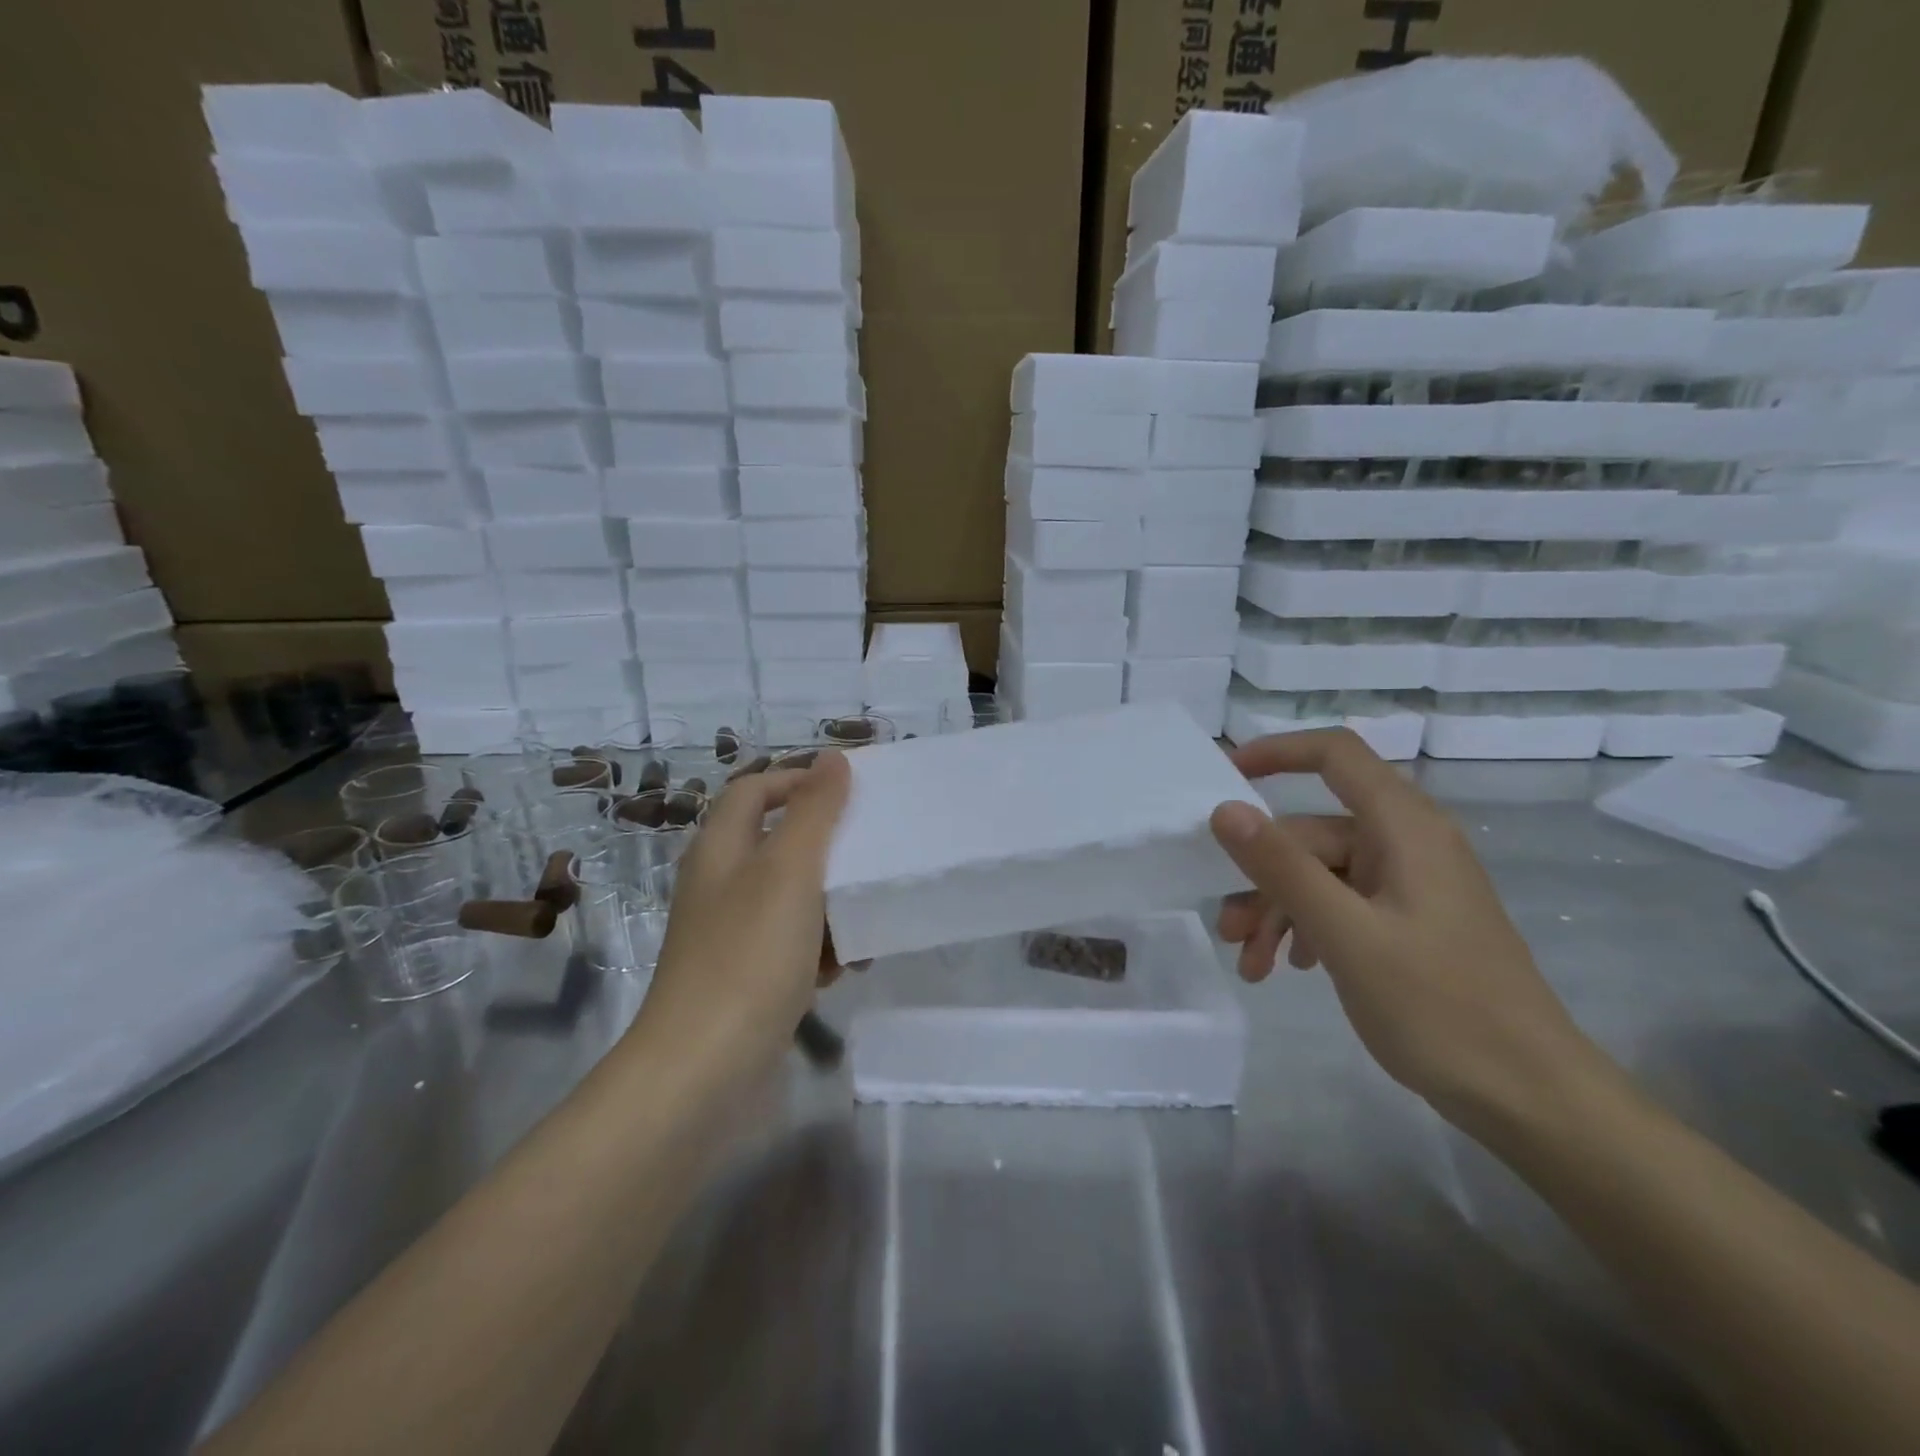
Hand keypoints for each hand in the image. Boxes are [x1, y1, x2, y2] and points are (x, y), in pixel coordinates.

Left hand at [630, 753, 850, 1083]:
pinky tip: (843, 969)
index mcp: (721, 849)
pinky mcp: (745, 978)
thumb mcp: (790, 871)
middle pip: (778, 843)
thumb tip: (831, 758)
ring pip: (791, 898)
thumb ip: (814, 811)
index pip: (754, 790)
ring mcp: (730, 935)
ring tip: (865, 919)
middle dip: (827, 849)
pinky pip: (790, 945)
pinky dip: (818, 949)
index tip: (850, 792)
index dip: (797, 780)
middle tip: (870, 855)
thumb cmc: (749, 956)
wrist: (703, 1072)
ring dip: (830, 904)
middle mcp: (720, 885)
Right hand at [1210, 729, 1601, 1127]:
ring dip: (1278, 912)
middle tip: (1227, 931)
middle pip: (1314, 834)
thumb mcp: (1347, 935)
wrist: (1532, 1097)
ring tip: (1252, 965)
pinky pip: (1343, 904)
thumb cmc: (1440, 1007)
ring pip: (1322, 875)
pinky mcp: (1411, 922)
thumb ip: (1282, 867)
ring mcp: (1411, 885)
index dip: (1278, 751)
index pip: (1336, 754)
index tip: (1224, 775)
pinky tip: (1292, 968)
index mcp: (1405, 828)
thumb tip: (1223, 809)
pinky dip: (1308, 928)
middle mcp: (1409, 844)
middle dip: (1262, 878)